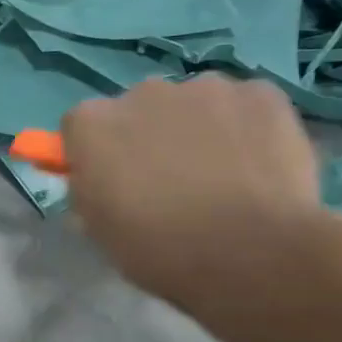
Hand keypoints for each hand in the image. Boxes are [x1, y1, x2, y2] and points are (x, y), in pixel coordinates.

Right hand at [61, 75, 341, 341]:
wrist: (249, 254)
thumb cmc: (159, 250)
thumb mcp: (99, 231)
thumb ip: (91, 192)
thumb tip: (101, 182)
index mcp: (93, 125)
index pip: (81, 126)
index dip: (97, 153)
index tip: (111, 181)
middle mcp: (142, 92)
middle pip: (138, 108)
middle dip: (148, 136)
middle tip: (169, 182)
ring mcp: (205, 87)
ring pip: (194, 104)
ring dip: (198, 128)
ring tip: (220, 176)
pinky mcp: (260, 93)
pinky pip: (244, 105)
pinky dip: (246, 128)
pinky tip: (258, 167)